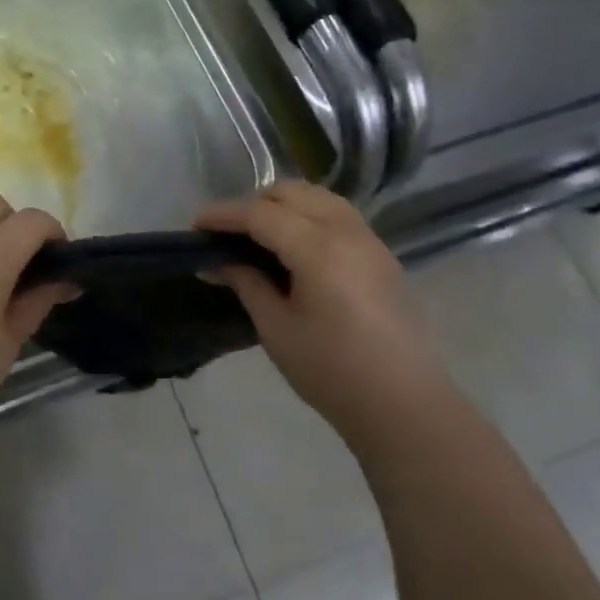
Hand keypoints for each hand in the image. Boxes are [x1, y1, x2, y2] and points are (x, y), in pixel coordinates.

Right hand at [197, 181, 449, 438]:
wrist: (405, 406)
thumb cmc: (332, 372)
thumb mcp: (276, 329)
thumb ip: (246, 283)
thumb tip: (217, 261)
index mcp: (319, 249)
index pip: (260, 214)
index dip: (223, 215)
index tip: (195, 226)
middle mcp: (347, 232)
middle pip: (290, 193)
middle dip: (253, 204)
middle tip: (228, 236)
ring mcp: (369, 240)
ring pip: (317, 197)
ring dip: (283, 205)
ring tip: (259, 237)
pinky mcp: (381, 255)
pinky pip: (337, 214)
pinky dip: (308, 215)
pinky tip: (294, 248)